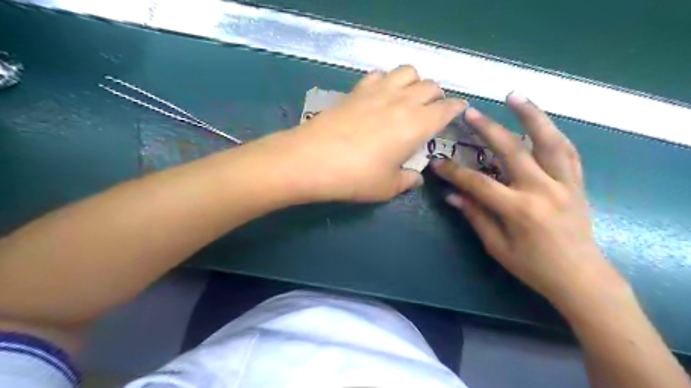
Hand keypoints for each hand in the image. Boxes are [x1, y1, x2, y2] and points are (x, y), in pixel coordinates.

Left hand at [270, 66, 463, 200]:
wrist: (311, 160)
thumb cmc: (355, 177)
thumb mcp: (387, 187)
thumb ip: (407, 181)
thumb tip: (416, 177)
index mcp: (417, 125)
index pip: (446, 108)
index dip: (456, 108)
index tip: (458, 111)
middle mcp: (402, 101)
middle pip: (431, 85)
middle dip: (437, 96)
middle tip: (432, 110)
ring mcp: (378, 91)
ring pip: (408, 71)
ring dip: (415, 82)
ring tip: (408, 98)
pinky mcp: (356, 90)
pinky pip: (380, 74)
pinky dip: (388, 80)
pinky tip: (381, 95)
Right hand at [431, 92, 620, 305]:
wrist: (581, 278)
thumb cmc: (534, 267)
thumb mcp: (497, 247)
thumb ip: (476, 216)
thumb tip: (452, 195)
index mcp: (519, 210)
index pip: (478, 183)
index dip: (454, 172)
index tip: (437, 163)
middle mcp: (543, 190)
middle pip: (512, 150)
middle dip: (488, 129)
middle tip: (470, 112)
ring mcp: (564, 183)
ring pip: (549, 141)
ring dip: (532, 115)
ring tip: (515, 96)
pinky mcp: (577, 183)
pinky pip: (568, 151)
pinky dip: (554, 133)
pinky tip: (542, 122)